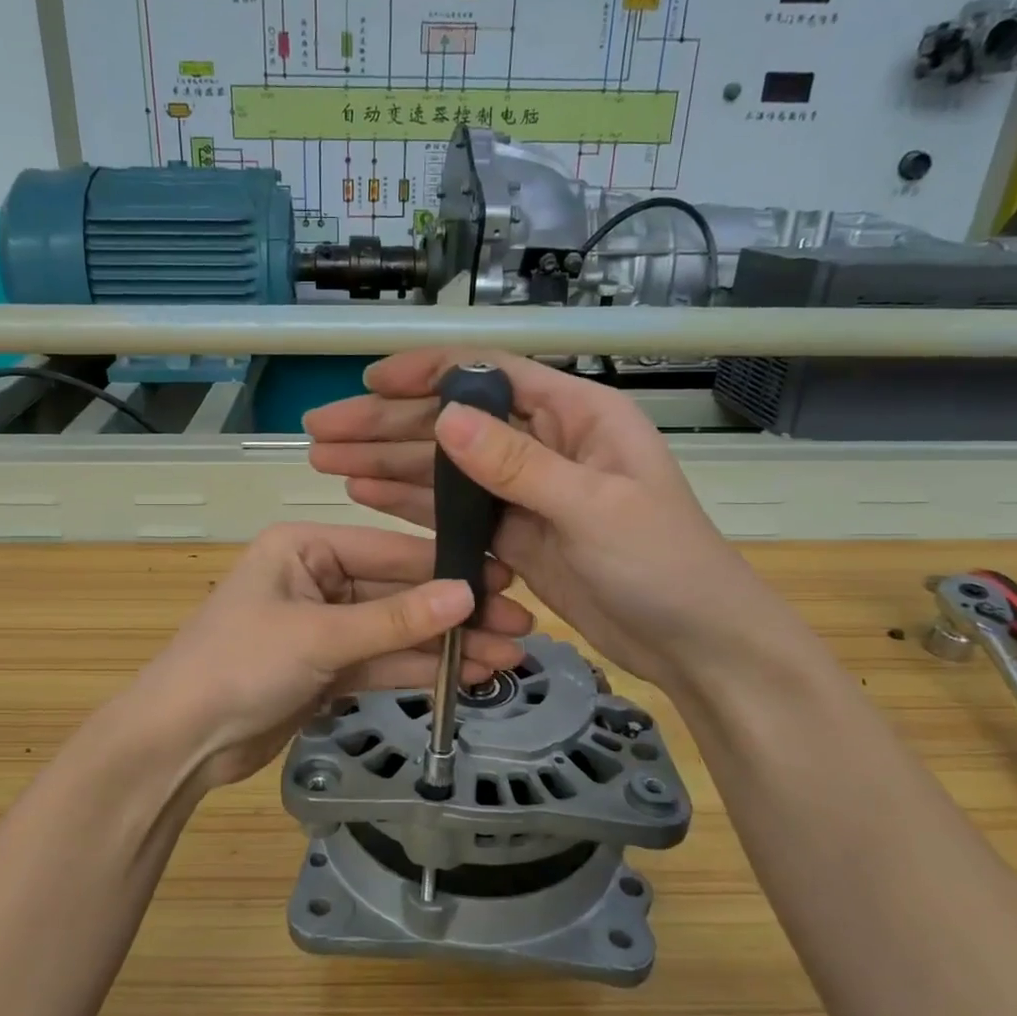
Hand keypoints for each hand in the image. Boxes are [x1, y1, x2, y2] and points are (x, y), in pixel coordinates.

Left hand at [121, 523, 530, 789]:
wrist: (179, 743)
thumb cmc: (238, 665)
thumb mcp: (319, 636)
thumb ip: (396, 619)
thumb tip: (468, 594)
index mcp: (305, 547)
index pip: (390, 549)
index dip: (448, 566)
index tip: (506, 578)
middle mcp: (317, 577)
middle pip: (399, 592)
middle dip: (456, 613)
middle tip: (520, 625)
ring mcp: (324, 626)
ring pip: (397, 631)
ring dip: (447, 645)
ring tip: (508, 655)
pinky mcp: (327, 669)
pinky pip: (382, 661)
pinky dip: (420, 669)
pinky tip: (468, 675)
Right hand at [306, 350, 755, 688]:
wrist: (694, 642)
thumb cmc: (664, 565)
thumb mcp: (594, 509)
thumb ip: (520, 465)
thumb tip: (448, 418)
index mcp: (577, 416)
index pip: (491, 376)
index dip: (426, 374)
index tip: (369, 383)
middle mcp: (546, 444)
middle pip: (454, 424)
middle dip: (386, 425)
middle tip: (321, 432)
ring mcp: (528, 492)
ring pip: (446, 469)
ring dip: (388, 463)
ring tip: (327, 462)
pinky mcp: (516, 536)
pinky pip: (455, 512)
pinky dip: (412, 503)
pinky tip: (367, 494)